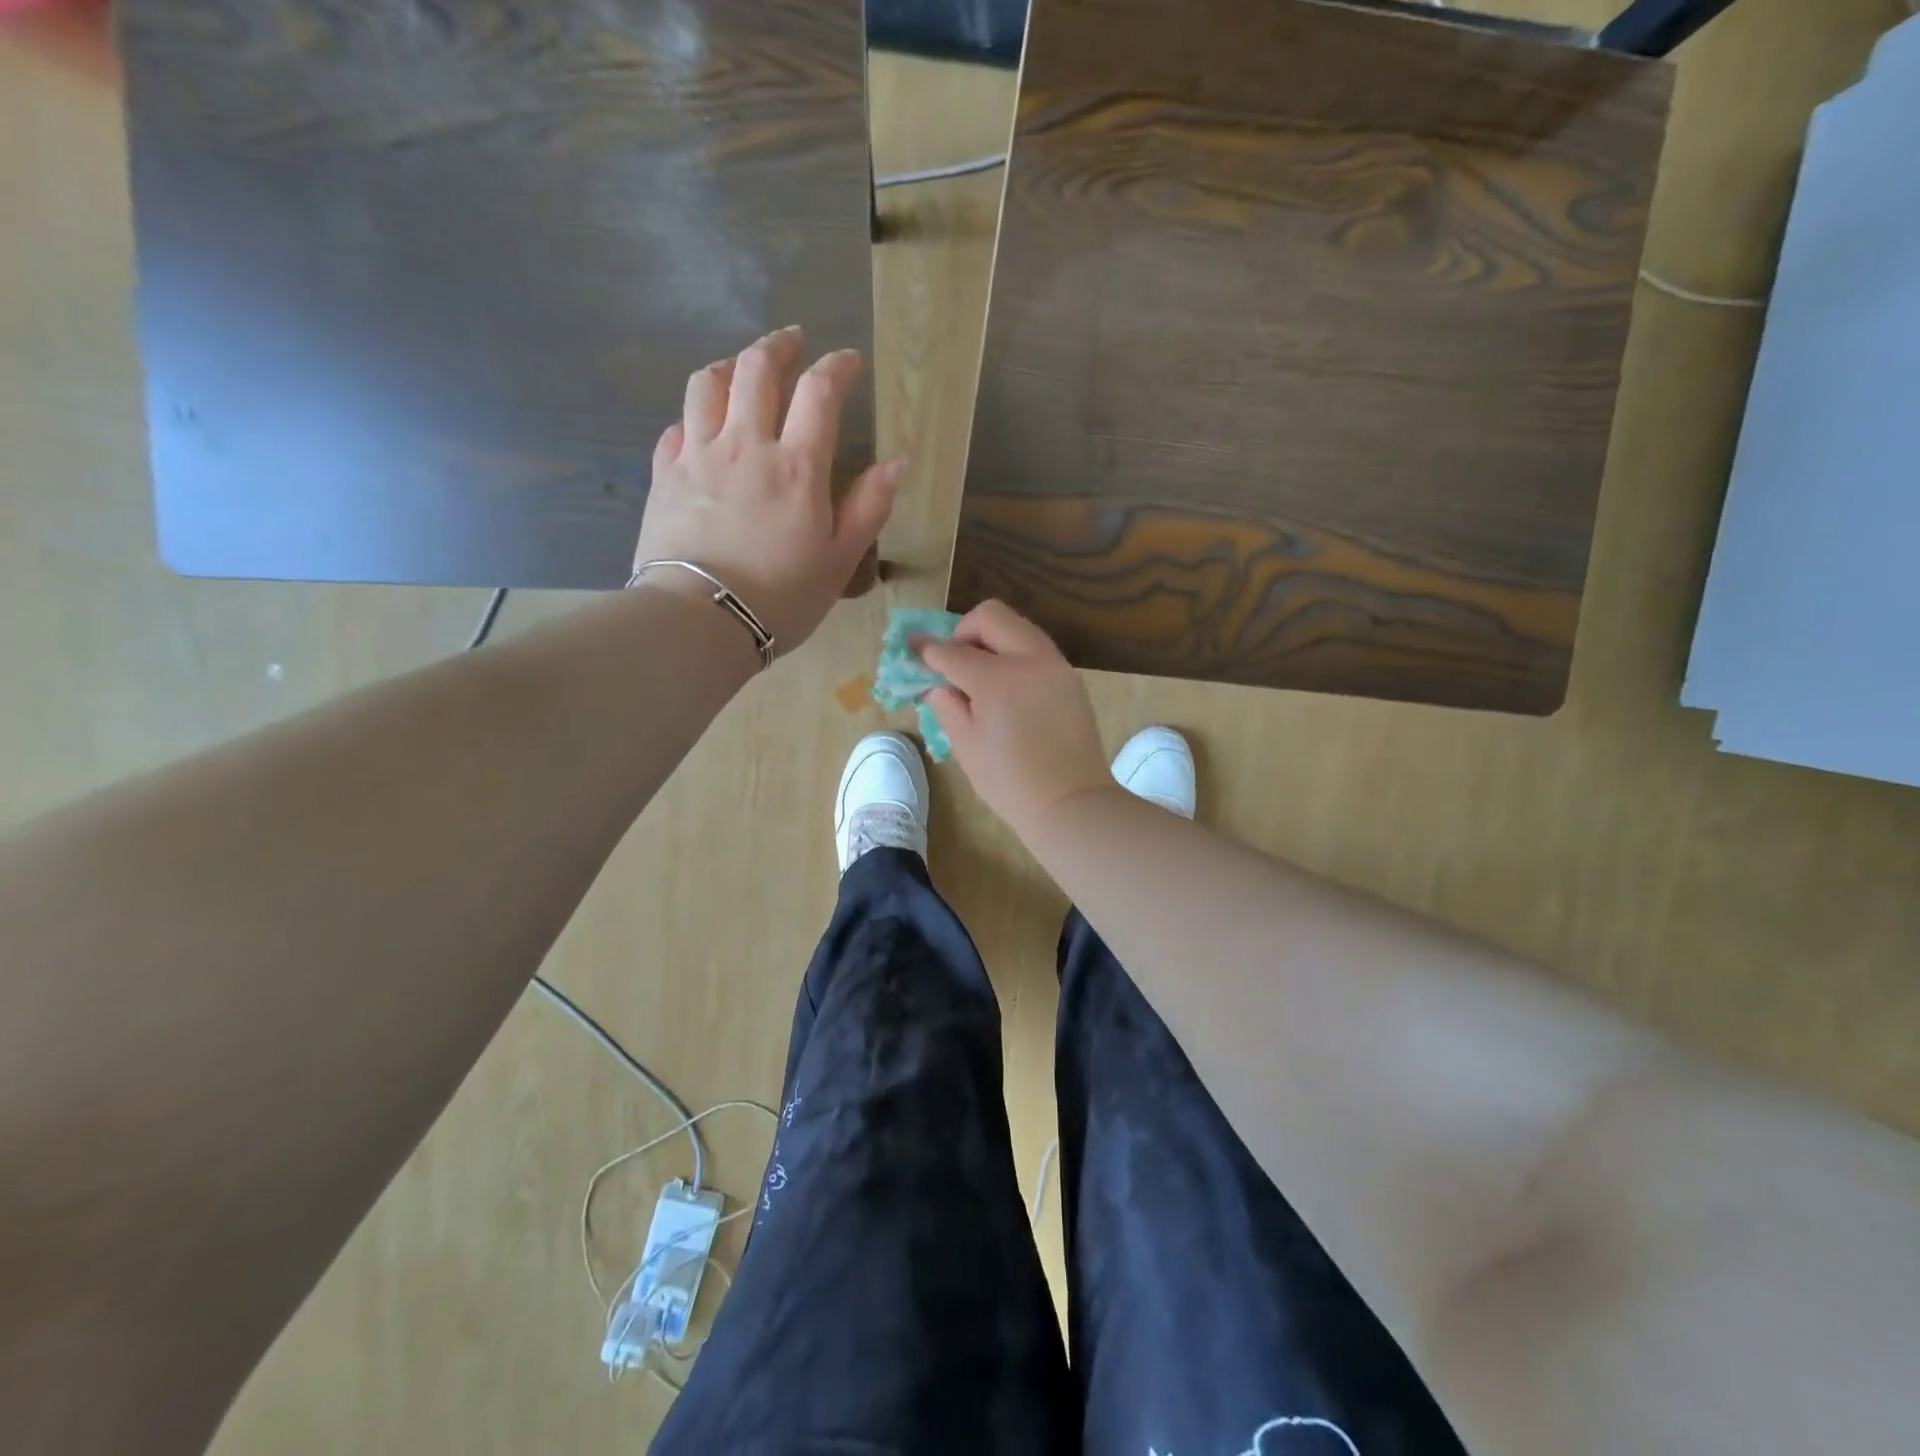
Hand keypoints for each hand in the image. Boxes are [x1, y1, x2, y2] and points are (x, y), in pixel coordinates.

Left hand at [635, 327, 901, 656]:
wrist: (701, 620)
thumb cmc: (781, 596)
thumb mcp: (840, 560)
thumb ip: (869, 507)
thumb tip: (897, 463)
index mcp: (797, 465)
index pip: (819, 392)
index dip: (837, 367)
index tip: (849, 361)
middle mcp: (745, 444)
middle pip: (757, 369)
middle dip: (778, 347)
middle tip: (792, 342)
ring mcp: (698, 455)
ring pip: (707, 384)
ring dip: (728, 366)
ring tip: (740, 368)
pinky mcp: (664, 475)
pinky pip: (675, 427)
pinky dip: (691, 417)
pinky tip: (698, 425)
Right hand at [918, 601, 1114, 839]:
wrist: (1071, 802)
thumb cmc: (1010, 783)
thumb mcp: (966, 747)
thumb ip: (947, 707)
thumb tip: (937, 685)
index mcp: (997, 679)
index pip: (952, 651)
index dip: (927, 648)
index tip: (912, 646)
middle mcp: (1029, 660)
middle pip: (991, 616)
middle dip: (964, 630)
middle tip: (954, 660)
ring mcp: (1055, 665)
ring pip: (1018, 626)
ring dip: (992, 638)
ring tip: (980, 673)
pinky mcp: (1070, 677)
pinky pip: (1036, 648)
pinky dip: (1014, 654)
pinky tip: (1007, 686)